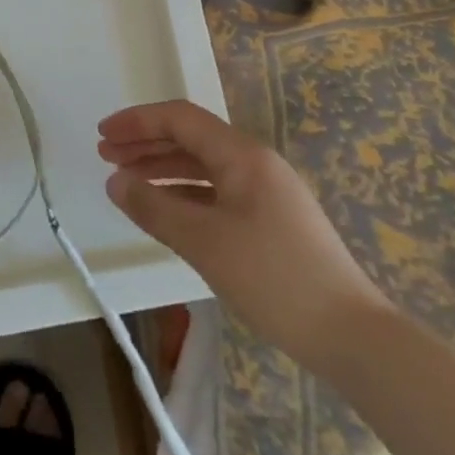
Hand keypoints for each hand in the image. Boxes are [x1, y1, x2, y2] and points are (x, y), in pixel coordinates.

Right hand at [98, 100, 390, 370]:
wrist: (352, 336)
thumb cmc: (274, 279)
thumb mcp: (204, 242)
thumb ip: (154, 208)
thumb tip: (114, 181)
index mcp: (242, 155)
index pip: (180, 118)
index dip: (137, 121)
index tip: (102, 134)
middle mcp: (254, 162)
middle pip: (190, 137)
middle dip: (145, 143)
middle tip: (105, 155)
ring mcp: (266, 191)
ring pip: (203, 165)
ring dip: (162, 168)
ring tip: (126, 182)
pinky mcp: (271, 219)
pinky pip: (216, 190)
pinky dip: (184, 192)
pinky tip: (165, 209)